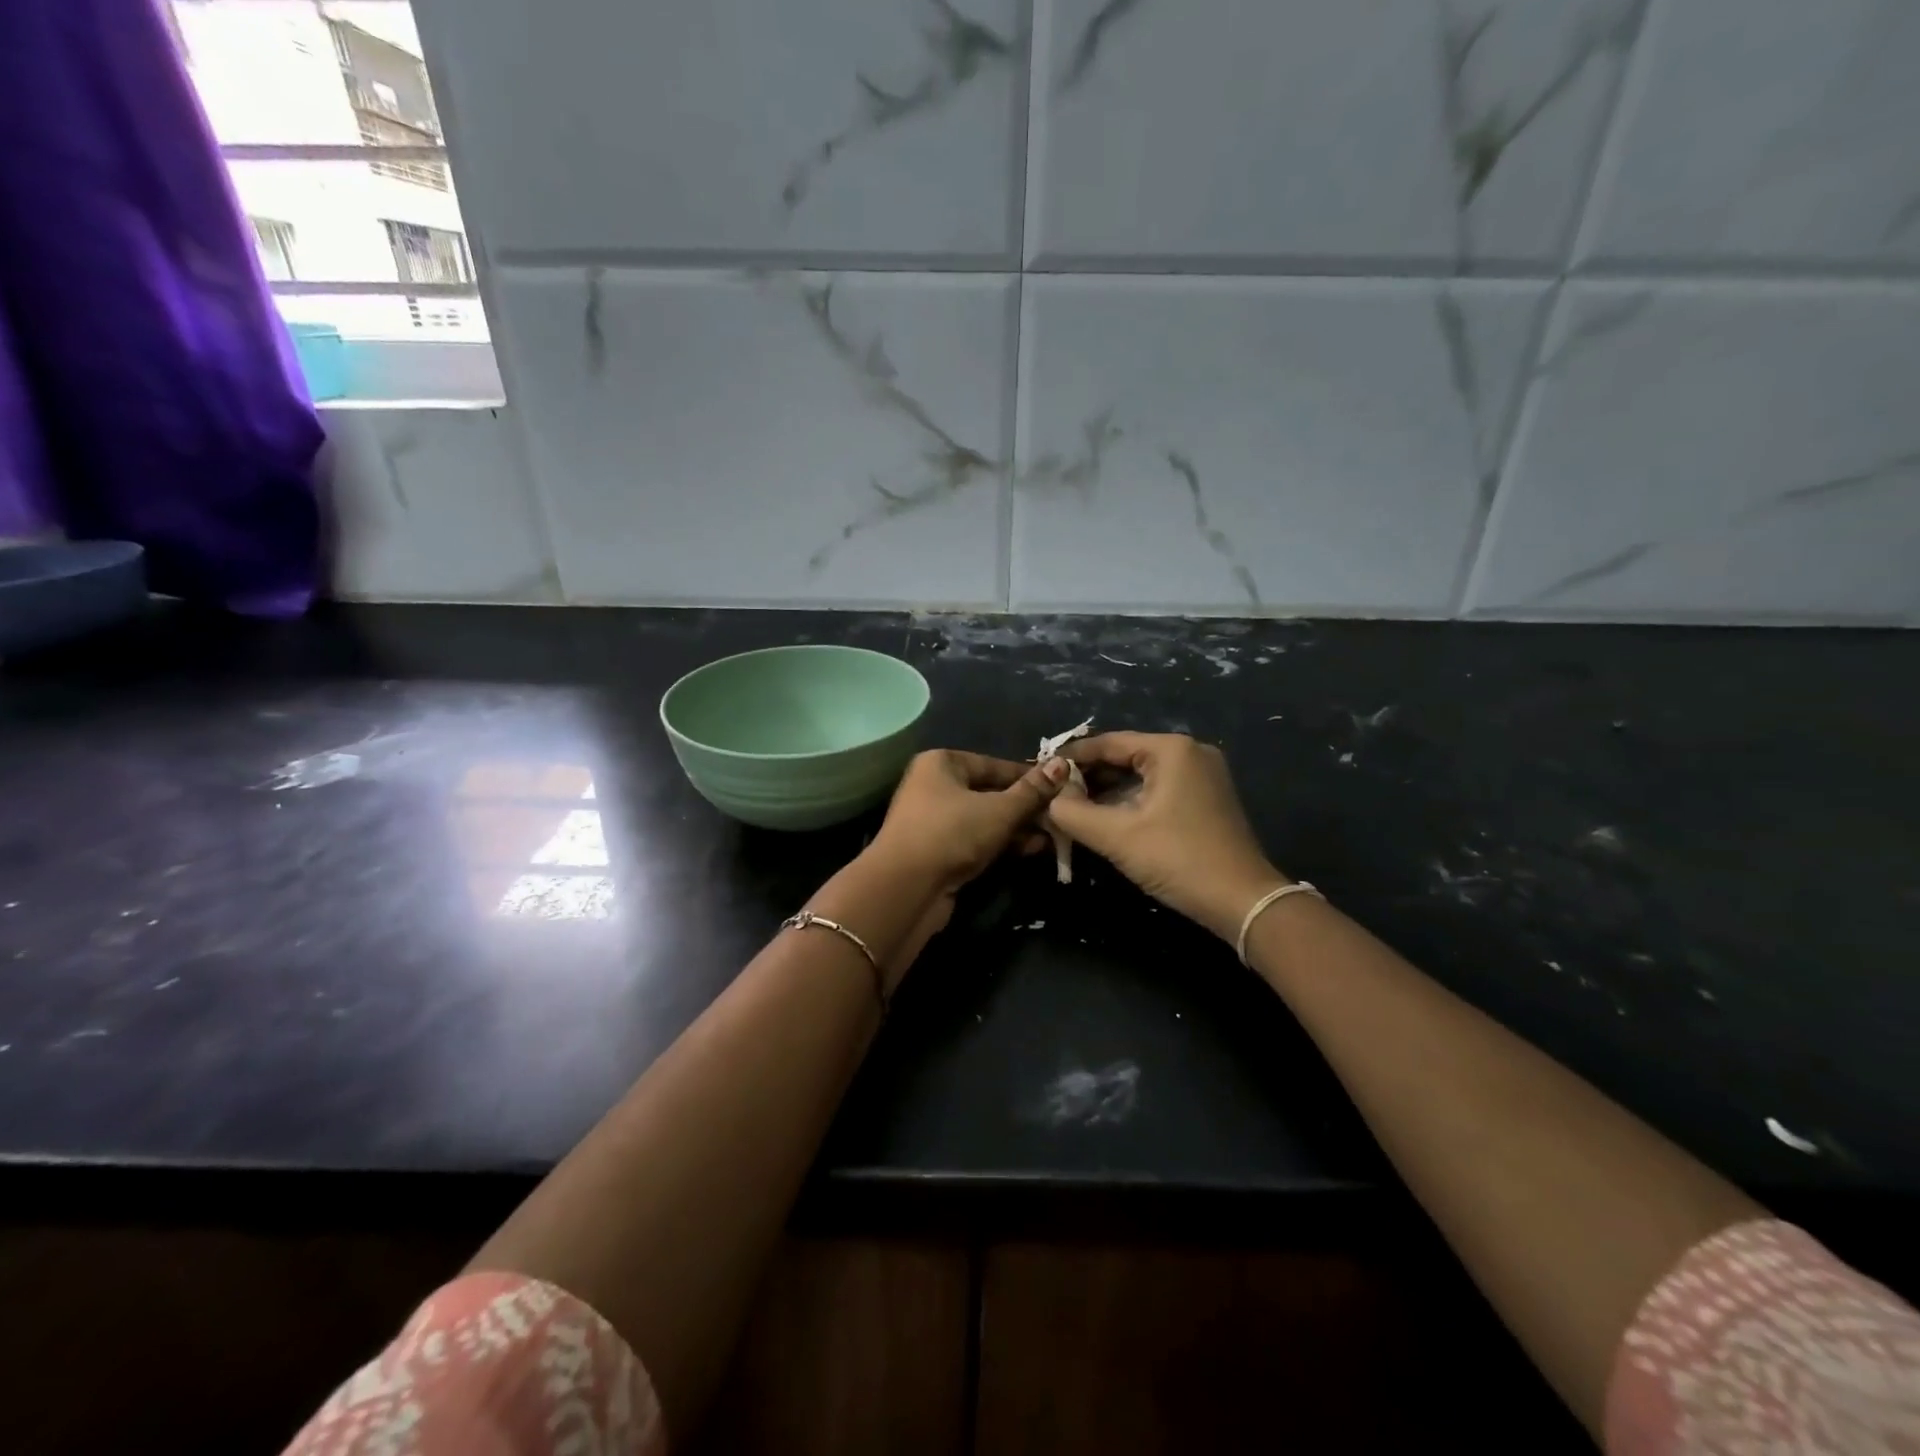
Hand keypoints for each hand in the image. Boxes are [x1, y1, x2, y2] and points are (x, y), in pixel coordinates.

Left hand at [870, 750, 1071, 896]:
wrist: (906, 889)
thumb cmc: (952, 833)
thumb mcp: (1000, 809)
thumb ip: (1032, 790)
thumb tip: (1062, 764)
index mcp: (942, 763)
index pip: (995, 764)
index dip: (1029, 777)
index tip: (1062, 786)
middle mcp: (934, 786)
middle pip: (990, 791)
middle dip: (1026, 806)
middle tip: (1061, 814)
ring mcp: (934, 821)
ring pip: (985, 819)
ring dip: (1017, 828)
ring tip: (1054, 835)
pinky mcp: (938, 852)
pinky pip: (976, 840)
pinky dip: (1001, 844)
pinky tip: (1032, 850)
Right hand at [1047, 733, 1286, 940]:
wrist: (1242, 902)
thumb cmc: (1178, 860)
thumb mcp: (1117, 836)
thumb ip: (1073, 813)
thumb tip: (1048, 798)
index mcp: (1172, 749)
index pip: (1109, 742)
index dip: (1072, 756)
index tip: (1041, 769)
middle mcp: (1190, 753)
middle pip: (1126, 755)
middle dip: (1089, 775)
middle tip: (1053, 792)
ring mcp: (1203, 775)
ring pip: (1141, 774)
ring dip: (1107, 790)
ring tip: (1071, 806)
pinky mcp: (1206, 798)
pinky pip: (1158, 789)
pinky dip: (1130, 800)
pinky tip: (1105, 816)